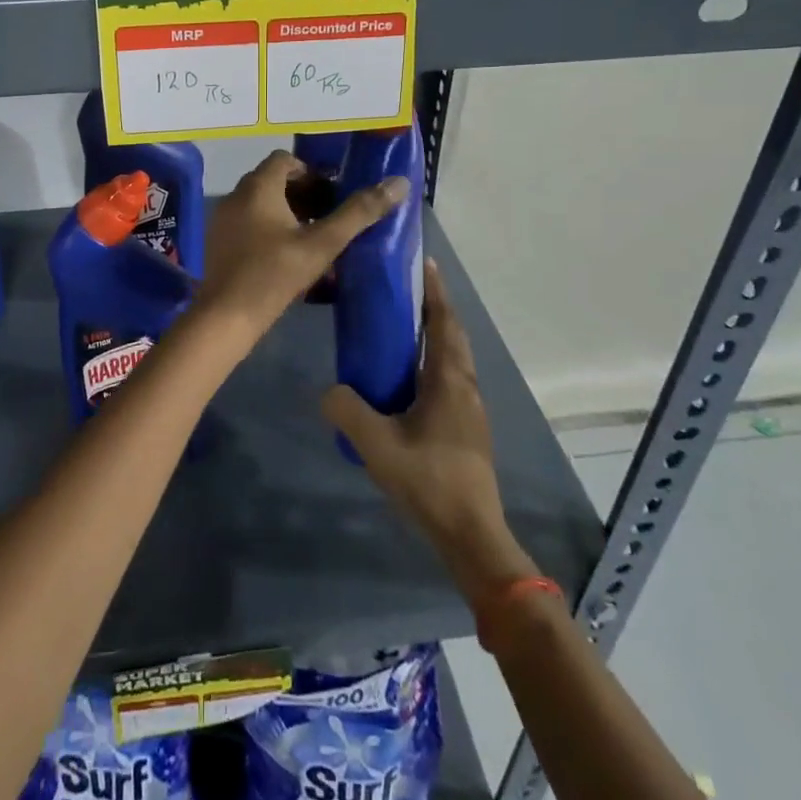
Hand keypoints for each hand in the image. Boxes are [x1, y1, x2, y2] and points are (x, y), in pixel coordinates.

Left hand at [193, 150, 407, 349]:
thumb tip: (398, 183)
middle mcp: (236, 195)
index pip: (285, 160)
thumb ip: (359, 212)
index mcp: (258, 186)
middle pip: (273, 180)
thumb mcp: (323, 243)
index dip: (312, 173)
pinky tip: (287, 254)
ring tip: (313, 236)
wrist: (227, 316)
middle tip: (328, 216)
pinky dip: (269, 227)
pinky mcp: (219, 240)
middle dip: (303, 193)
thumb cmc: (276, 274)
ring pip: (260, 202)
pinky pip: (248, 221)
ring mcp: (223, 218)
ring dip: (287, 211)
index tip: (333, 195)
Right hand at [323, 258, 540, 606]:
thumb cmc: (429, 481)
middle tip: (407, 291)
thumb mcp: (378, 446)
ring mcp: (470, 410)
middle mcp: (464, 387)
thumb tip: (329, 391)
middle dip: (435, 308)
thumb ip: (348, 412)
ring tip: (405, 328)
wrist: (472, 536)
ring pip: (454, 359)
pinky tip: (410, 379)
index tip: (425, 264)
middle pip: (453, 336)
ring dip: (436, 335)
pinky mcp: (468, 429)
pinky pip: (451, 379)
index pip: (443, 323)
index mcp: (448, 380)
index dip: (435, 292)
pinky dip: (435, 361)